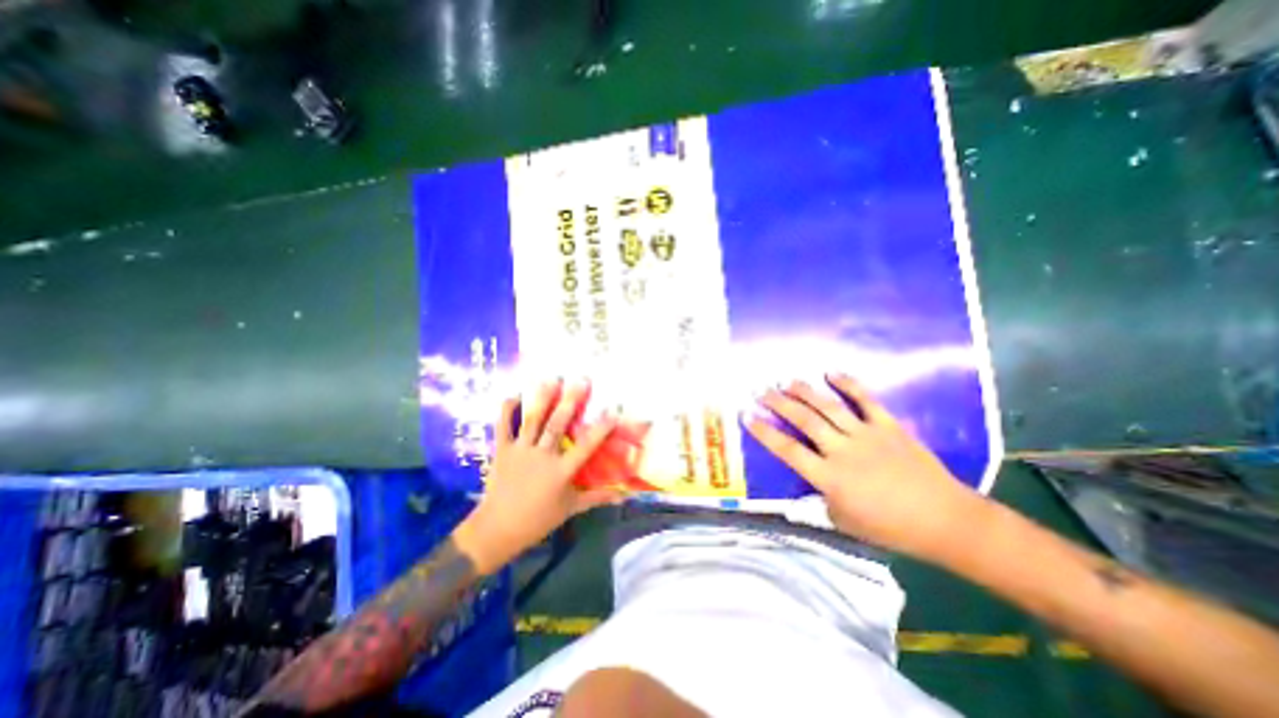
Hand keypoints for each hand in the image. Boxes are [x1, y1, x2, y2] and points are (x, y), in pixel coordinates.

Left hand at [455, 379, 625, 575]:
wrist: (497, 529)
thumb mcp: (570, 508)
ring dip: (542, 398)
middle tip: (581, 380)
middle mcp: (542, 456)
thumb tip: (622, 497)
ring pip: (533, 420)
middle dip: (571, 401)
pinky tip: (514, 395)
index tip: (613, 410)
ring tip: (551, 379)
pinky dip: (508, 410)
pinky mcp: (502, 450)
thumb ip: (596, 498)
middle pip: (558, 424)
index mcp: (561, 471)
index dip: (601, 428)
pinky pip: (504, 426)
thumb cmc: (537, 520)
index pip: (586, 446)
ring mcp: (521, 451)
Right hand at [746, 373, 980, 556]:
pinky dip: (848, 384)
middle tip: (761, 390)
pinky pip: (865, 400)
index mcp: (829, 477)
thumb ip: (817, 504)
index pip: (788, 450)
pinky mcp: (887, 426)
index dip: (764, 432)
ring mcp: (866, 435)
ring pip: (828, 407)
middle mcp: (842, 450)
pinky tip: (831, 373)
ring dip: (805, 391)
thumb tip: (799, 492)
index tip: (747, 415)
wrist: (945, 520)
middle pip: (804, 420)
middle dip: (779, 403)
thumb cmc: (891, 527)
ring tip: (787, 380)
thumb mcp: (844, 523)